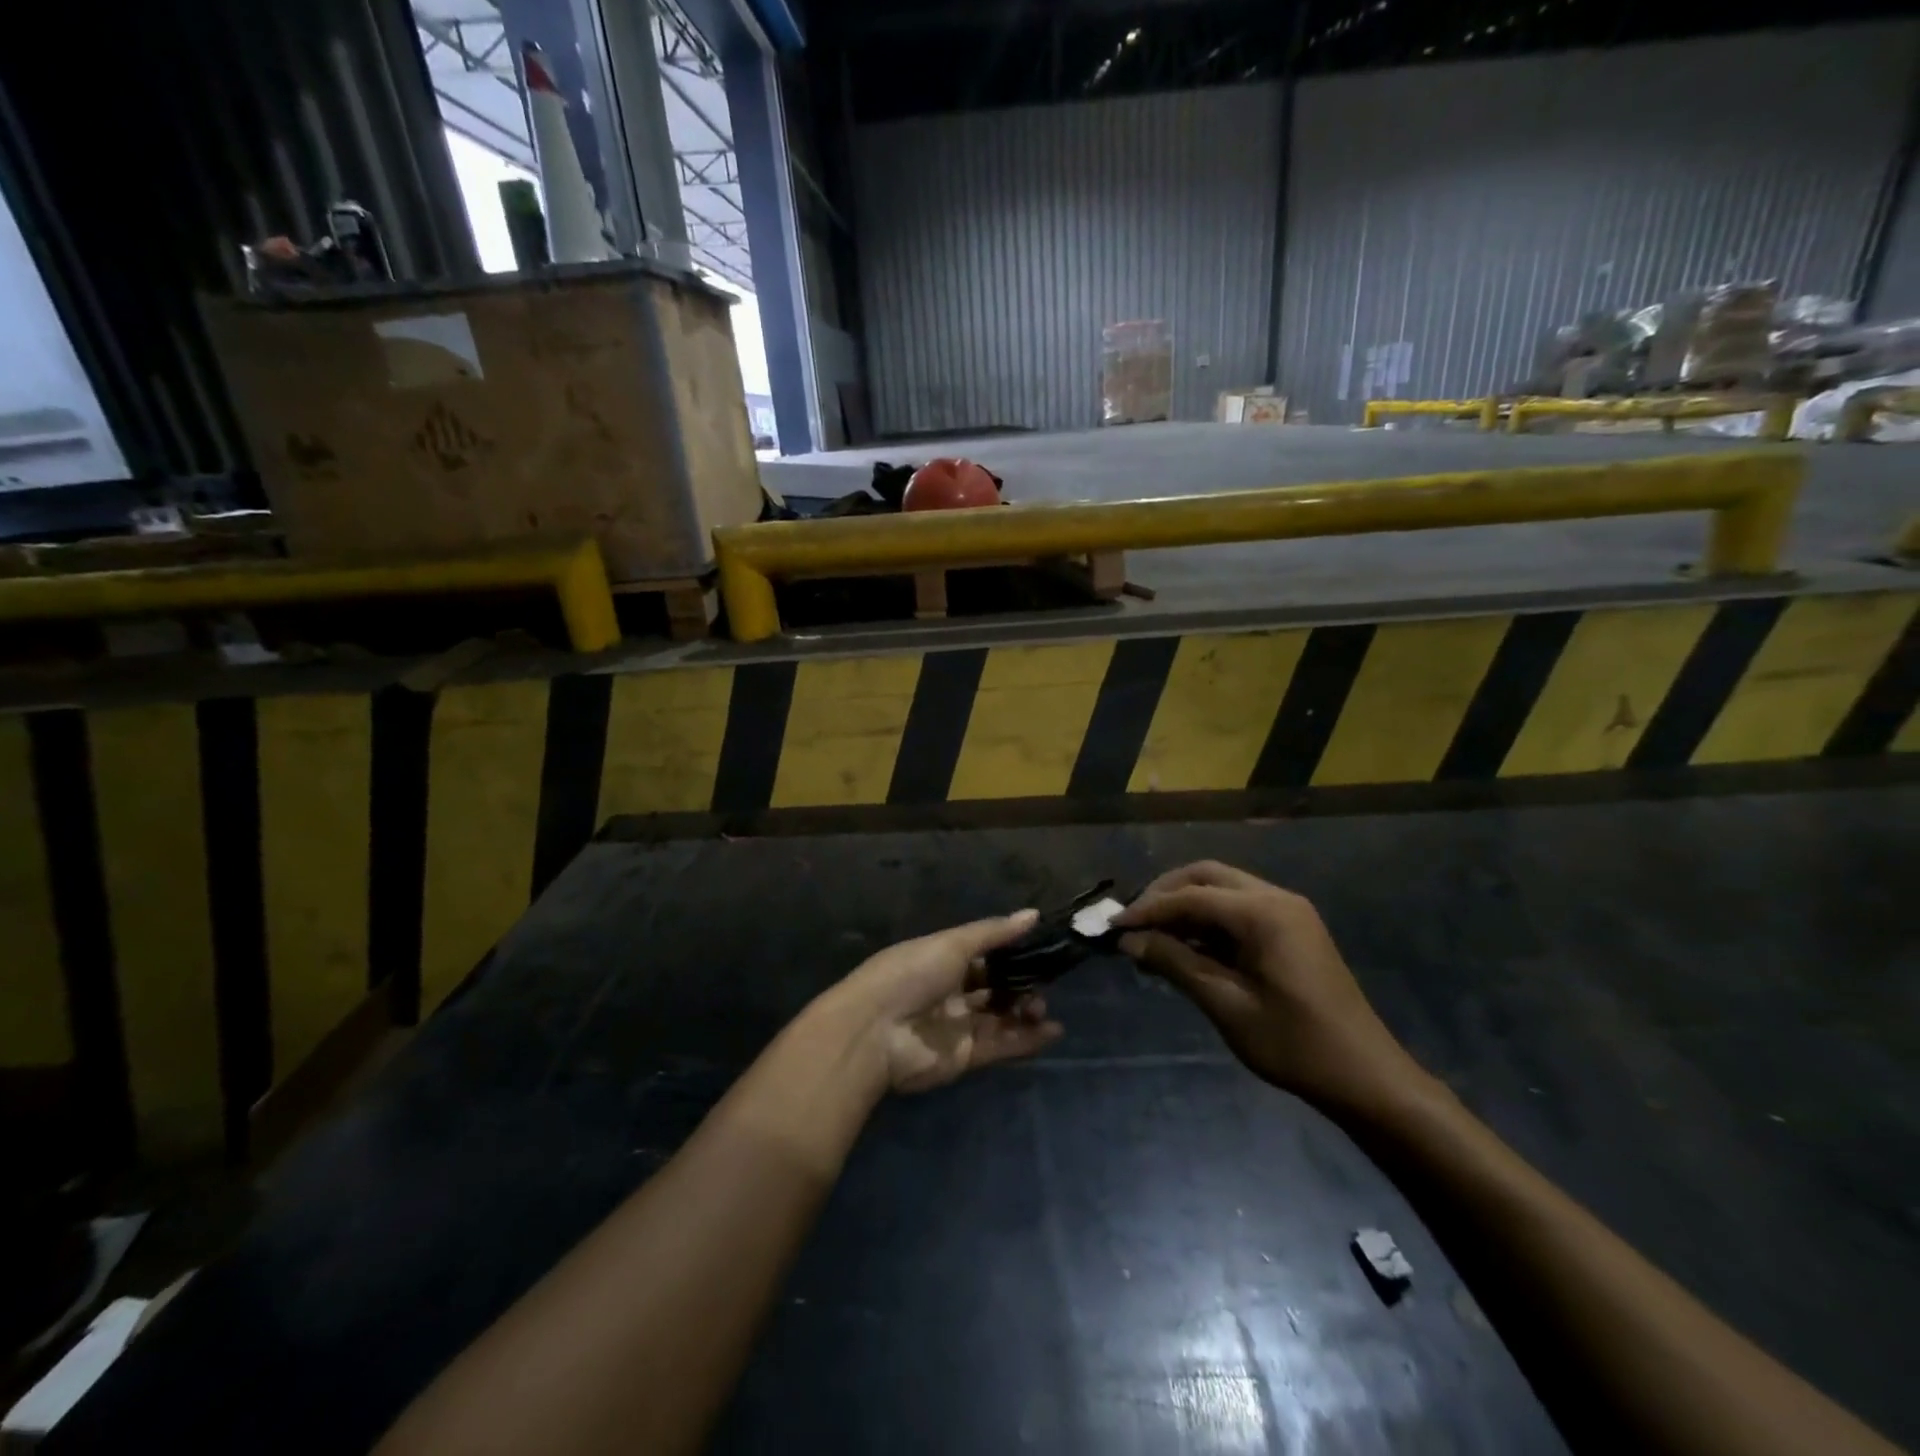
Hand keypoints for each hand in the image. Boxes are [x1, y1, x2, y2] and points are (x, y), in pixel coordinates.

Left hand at [828, 911, 1064, 1094]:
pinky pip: (1000, 1045)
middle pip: (994, 987)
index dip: (1011, 953)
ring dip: (1025, 1011)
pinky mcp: (964, 1057)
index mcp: (942, 959)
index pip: (984, 955)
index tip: (1041, 950)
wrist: (875, 1031)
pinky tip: (1052, 1031)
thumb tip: (1033, 914)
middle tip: (1043, 983)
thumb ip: (994, 933)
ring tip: (1042, 1007)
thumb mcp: (952, 944)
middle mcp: (950, 991)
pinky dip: (1026, 1040)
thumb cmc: (911, 974)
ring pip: (1000, 1017)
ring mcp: (957, 1025)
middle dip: (1020, 984)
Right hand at [1115, 861, 1428, 1115]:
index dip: (1147, 908)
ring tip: (1153, 937)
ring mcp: (1288, 912)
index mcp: (1263, 912)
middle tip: (1133, 923)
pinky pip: (1240, 909)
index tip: (1112, 927)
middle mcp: (1276, 898)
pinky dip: (1209, 920)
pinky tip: (1188, 948)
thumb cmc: (1294, 1044)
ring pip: (1223, 889)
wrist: (1366, 1077)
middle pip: (1206, 876)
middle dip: (1165, 893)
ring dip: (1186, 905)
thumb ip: (1175, 964)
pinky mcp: (1293, 930)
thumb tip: (1129, 941)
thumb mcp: (1226, 1004)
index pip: (1190, 895)